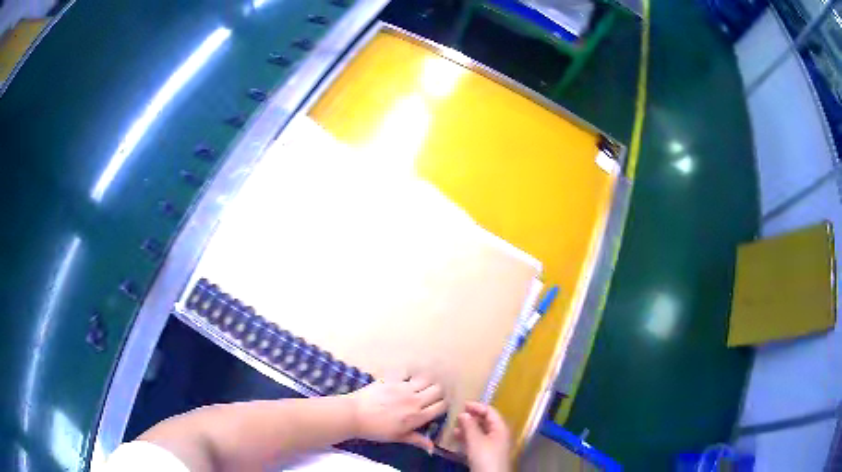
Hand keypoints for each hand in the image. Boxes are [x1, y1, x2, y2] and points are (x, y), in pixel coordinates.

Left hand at [347, 375, 446, 452]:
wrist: (354, 415)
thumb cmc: (376, 430)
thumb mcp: (398, 437)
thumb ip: (417, 440)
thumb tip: (432, 448)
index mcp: (418, 416)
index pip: (441, 406)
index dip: (442, 406)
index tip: (437, 407)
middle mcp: (415, 400)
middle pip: (438, 390)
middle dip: (437, 393)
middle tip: (430, 397)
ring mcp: (404, 387)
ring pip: (426, 379)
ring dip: (426, 383)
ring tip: (420, 387)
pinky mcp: (392, 378)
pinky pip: (407, 372)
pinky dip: (408, 375)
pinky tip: (404, 379)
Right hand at [454, 402, 510, 471]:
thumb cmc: (486, 457)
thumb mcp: (476, 440)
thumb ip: (470, 426)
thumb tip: (463, 413)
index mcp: (500, 428)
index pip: (491, 411)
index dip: (477, 407)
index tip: (462, 404)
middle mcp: (498, 434)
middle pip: (486, 421)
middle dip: (471, 418)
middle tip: (456, 416)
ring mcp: (493, 445)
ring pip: (480, 432)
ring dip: (467, 429)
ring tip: (454, 428)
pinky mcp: (486, 455)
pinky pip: (477, 442)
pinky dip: (467, 439)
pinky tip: (457, 439)